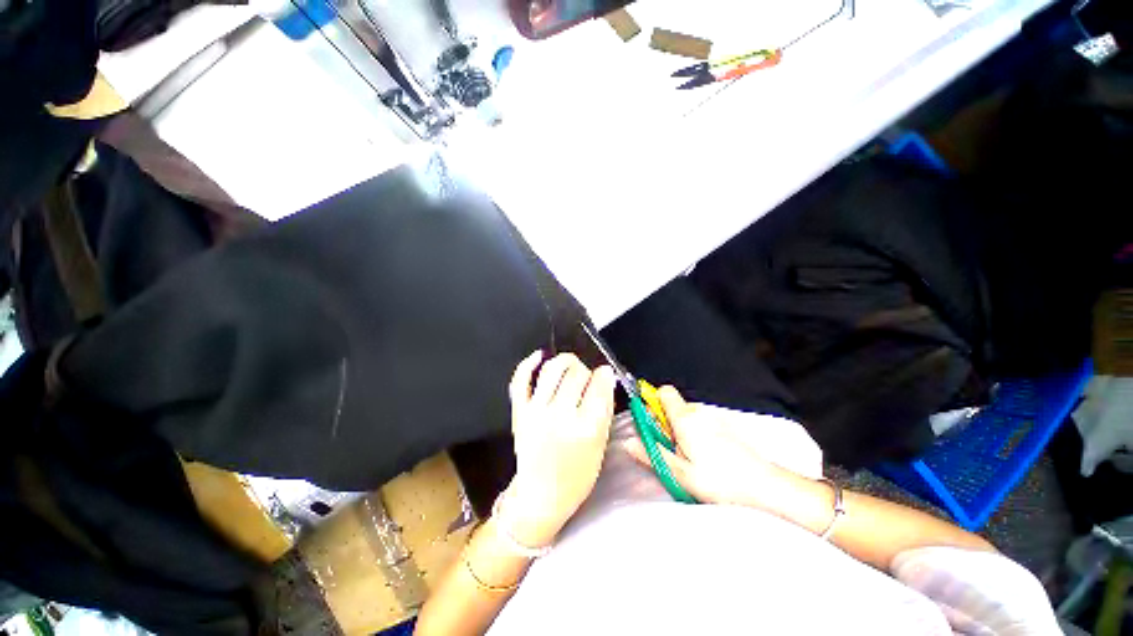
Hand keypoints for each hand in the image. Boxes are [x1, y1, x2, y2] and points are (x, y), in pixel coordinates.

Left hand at [503, 351, 615, 546]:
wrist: (541, 495)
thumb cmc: (577, 475)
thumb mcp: (600, 445)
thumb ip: (604, 409)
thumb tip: (605, 377)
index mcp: (585, 428)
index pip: (598, 384)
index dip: (604, 375)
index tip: (604, 375)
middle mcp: (559, 415)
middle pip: (576, 373)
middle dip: (586, 371)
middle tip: (586, 379)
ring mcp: (535, 411)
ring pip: (552, 369)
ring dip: (564, 361)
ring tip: (570, 366)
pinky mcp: (519, 411)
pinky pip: (520, 379)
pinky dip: (529, 363)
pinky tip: (540, 356)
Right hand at [625, 386, 822, 513]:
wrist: (767, 487)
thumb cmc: (721, 481)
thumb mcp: (680, 472)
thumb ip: (651, 453)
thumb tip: (628, 441)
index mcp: (685, 419)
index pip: (663, 392)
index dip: (653, 403)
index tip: (651, 423)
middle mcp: (700, 412)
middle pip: (674, 407)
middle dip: (668, 425)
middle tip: (675, 452)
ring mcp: (716, 418)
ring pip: (689, 418)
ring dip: (685, 433)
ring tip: (695, 460)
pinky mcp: (728, 427)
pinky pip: (704, 424)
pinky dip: (700, 436)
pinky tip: (711, 459)